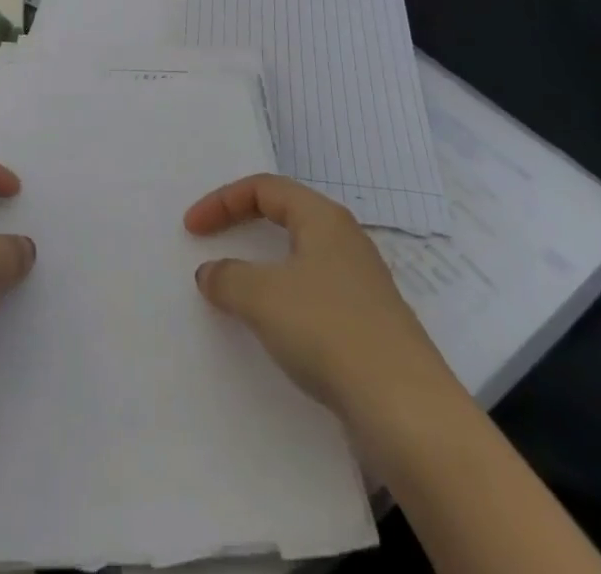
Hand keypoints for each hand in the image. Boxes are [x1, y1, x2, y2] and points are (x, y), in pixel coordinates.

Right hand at [184, 173, 445, 413]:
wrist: (408, 412)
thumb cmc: (329, 330)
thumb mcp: (262, 297)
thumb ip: (227, 277)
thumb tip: (210, 273)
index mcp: (323, 218)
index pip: (264, 188)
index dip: (222, 201)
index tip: (192, 229)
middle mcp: (345, 241)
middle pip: (285, 216)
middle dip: (243, 225)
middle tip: (212, 241)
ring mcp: (361, 285)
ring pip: (300, 258)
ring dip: (263, 267)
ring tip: (236, 288)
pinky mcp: (367, 327)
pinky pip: (313, 296)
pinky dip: (284, 301)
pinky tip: (274, 330)